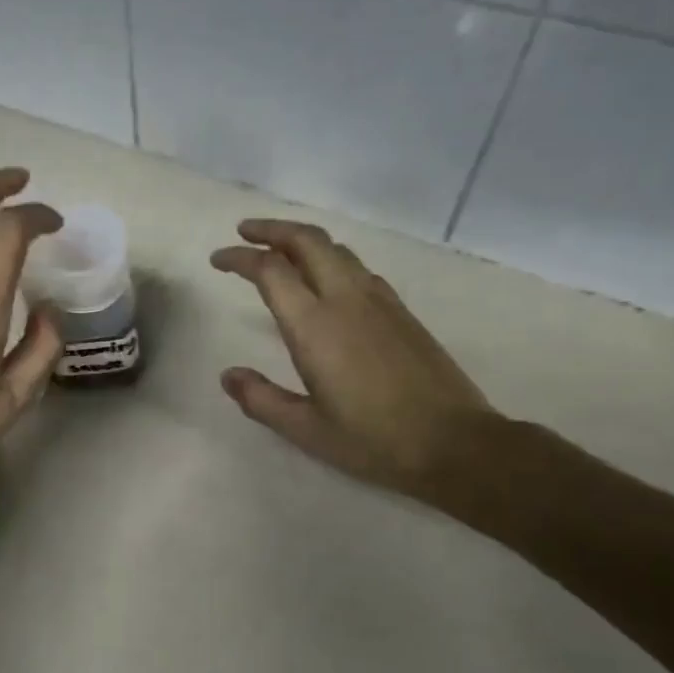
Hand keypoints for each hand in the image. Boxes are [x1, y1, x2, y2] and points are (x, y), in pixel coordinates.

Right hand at [212, 219, 500, 499]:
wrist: (455, 443)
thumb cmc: (374, 440)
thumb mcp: (306, 430)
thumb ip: (261, 399)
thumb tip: (228, 375)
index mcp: (315, 326)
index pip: (270, 271)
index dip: (239, 258)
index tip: (218, 260)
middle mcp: (346, 299)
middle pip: (307, 240)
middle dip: (272, 229)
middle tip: (245, 231)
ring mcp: (378, 301)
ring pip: (336, 249)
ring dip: (303, 240)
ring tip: (280, 249)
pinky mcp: (401, 311)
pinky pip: (358, 267)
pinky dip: (331, 258)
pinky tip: (327, 279)